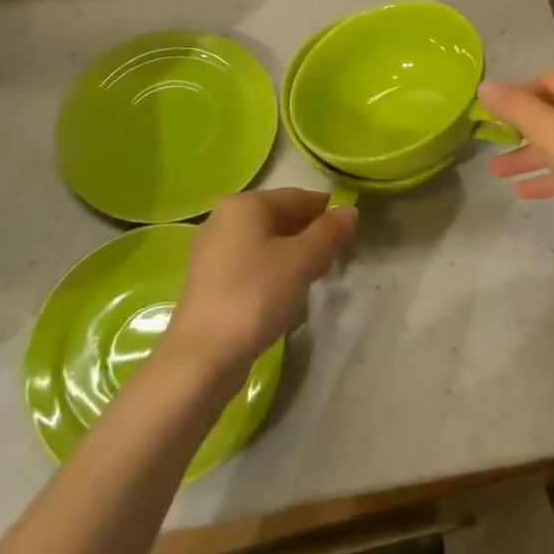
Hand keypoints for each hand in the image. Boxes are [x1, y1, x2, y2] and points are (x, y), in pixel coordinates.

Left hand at [165, 189, 355, 381]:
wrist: (202, 356)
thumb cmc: (255, 295)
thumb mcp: (301, 261)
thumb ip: (328, 233)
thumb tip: (349, 210)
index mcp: (243, 204)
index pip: (297, 196)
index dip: (327, 211)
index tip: (350, 233)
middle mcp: (222, 218)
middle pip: (279, 218)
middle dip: (310, 235)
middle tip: (336, 259)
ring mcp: (212, 251)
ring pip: (265, 242)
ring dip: (293, 256)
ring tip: (315, 278)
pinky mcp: (209, 280)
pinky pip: (250, 264)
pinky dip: (273, 271)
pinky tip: (286, 294)